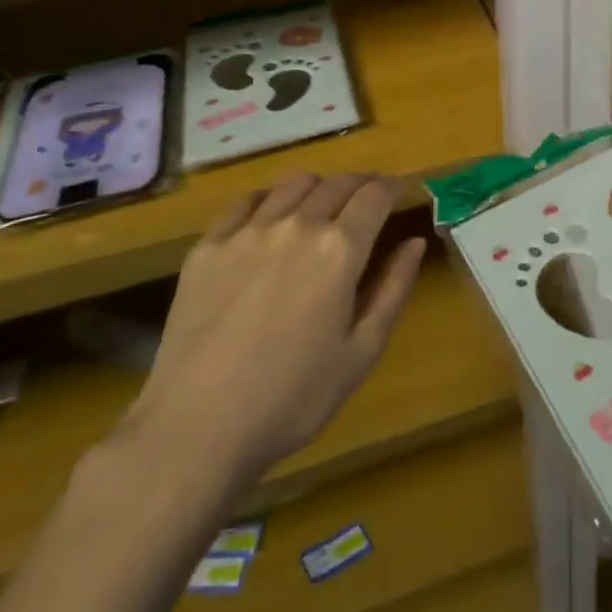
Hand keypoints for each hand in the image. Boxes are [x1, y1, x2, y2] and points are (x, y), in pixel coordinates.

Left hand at [115, 172, 426, 500]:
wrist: (196, 428)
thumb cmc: (293, 398)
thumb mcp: (361, 351)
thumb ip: (393, 289)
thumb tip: (415, 242)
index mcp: (339, 249)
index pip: (375, 195)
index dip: (393, 187)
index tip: (400, 191)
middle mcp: (296, 225)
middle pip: (337, 183)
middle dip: (361, 185)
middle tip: (368, 201)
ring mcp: (247, 232)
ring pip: (293, 184)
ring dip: (319, 187)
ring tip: (323, 206)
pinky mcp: (207, 247)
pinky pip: (245, 202)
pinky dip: (270, 199)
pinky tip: (272, 218)